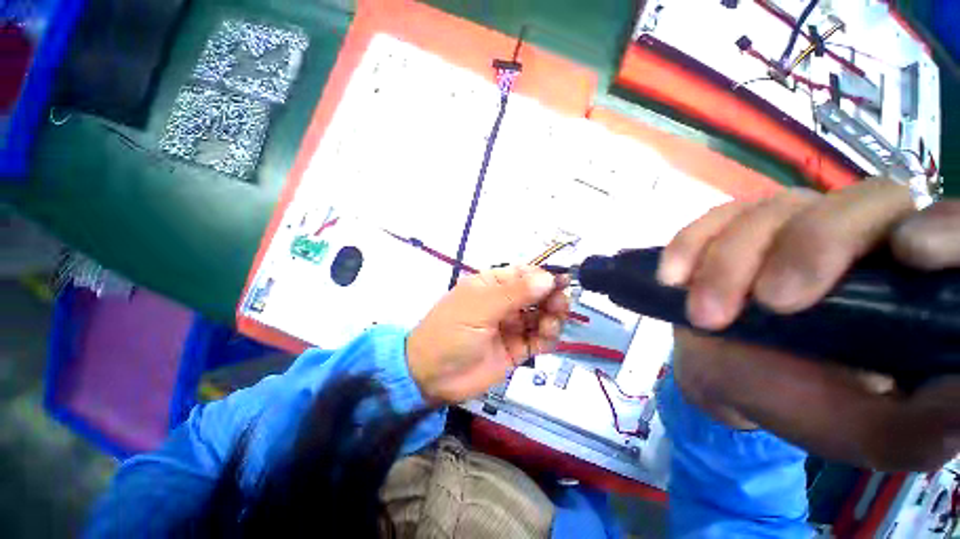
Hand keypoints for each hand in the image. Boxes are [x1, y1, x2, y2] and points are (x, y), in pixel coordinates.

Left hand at [406, 266, 568, 403]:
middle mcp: (504, 302)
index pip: (525, 274)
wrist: (432, 376)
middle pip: (538, 295)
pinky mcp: (516, 348)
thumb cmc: (451, 332)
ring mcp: (511, 326)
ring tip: (549, 327)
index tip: (563, 284)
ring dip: (552, 318)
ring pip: (542, 316)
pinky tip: (546, 339)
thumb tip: (548, 278)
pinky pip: (539, 339)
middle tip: (559, 307)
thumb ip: (515, 293)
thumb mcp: (479, 307)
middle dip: (552, 298)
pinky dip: (548, 338)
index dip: (545, 277)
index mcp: (493, 284)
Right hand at [659, 181, 959, 470]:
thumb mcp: (869, 432)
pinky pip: (708, 221)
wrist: (728, 376)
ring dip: (728, 263)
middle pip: (852, 204)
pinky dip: (688, 246)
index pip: (947, 227)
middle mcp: (856, 236)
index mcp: (908, 281)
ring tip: (705, 317)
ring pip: (767, 211)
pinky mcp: (729, 230)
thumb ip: (923, 424)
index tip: (911, 255)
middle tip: (769, 304)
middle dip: (808, 248)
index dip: (941, 228)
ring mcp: (786, 225)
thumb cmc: (804, 404)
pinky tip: (673, 278)